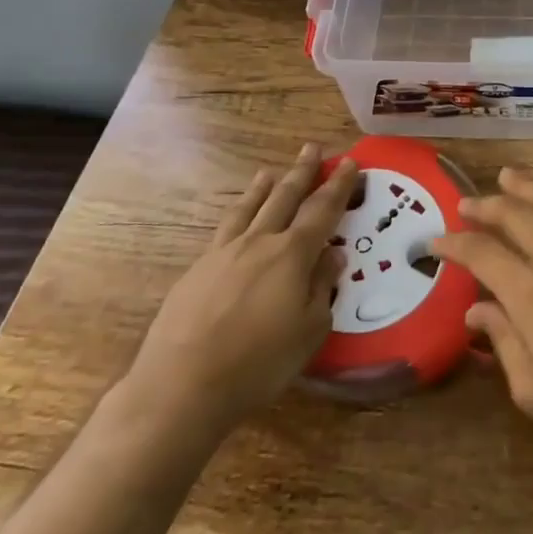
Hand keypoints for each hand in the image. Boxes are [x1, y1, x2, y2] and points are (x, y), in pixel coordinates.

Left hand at [120, 144, 354, 437]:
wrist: (182, 385)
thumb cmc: (257, 363)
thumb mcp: (309, 331)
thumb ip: (322, 287)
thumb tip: (332, 254)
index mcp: (292, 254)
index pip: (323, 210)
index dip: (339, 186)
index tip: (350, 163)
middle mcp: (259, 242)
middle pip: (285, 197)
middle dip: (302, 172)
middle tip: (312, 148)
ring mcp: (224, 253)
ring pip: (249, 208)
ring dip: (263, 188)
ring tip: (270, 172)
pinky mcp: (197, 270)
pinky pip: (224, 228)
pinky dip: (237, 213)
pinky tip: (236, 218)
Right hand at [431, 168, 532, 458]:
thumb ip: (504, 344)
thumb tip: (476, 310)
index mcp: (531, 295)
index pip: (482, 254)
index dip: (455, 244)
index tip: (436, 240)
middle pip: (515, 216)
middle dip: (486, 205)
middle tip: (466, 202)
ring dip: (524, 188)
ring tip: (506, 176)